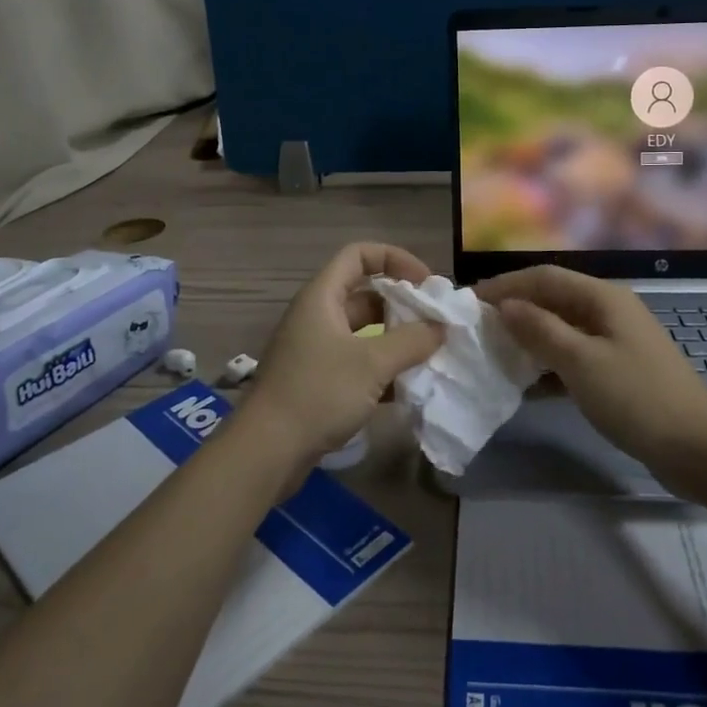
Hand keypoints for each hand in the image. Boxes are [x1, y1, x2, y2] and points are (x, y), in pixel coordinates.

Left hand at [240, 242, 444, 467]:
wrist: (266, 452)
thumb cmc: (318, 393)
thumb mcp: (372, 363)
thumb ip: (411, 341)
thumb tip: (440, 327)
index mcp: (322, 297)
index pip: (359, 255)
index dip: (395, 259)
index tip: (426, 283)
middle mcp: (317, 316)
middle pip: (365, 294)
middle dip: (402, 305)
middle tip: (434, 323)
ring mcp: (316, 350)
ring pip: (364, 332)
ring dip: (396, 340)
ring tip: (429, 355)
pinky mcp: (318, 382)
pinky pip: (357, 363)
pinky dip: (382, 370)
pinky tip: (408, 388)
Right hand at [477, 266, 706, 477]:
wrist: (699, 449)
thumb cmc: (637, 398)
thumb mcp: (582, 362)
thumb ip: (540, 330)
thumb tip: (505, 305)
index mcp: (603, 298)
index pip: (544, 277)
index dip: (506, 285)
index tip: (470, 300)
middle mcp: (608, 311)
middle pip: (552, 301)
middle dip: (515, 311)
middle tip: (477, 329)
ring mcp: (615, 343)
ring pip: (561, 331)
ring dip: (528, 340)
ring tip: (493, 355)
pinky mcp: (617, 373)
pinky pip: (572, 359)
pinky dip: (547, 368)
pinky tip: (524, 388)